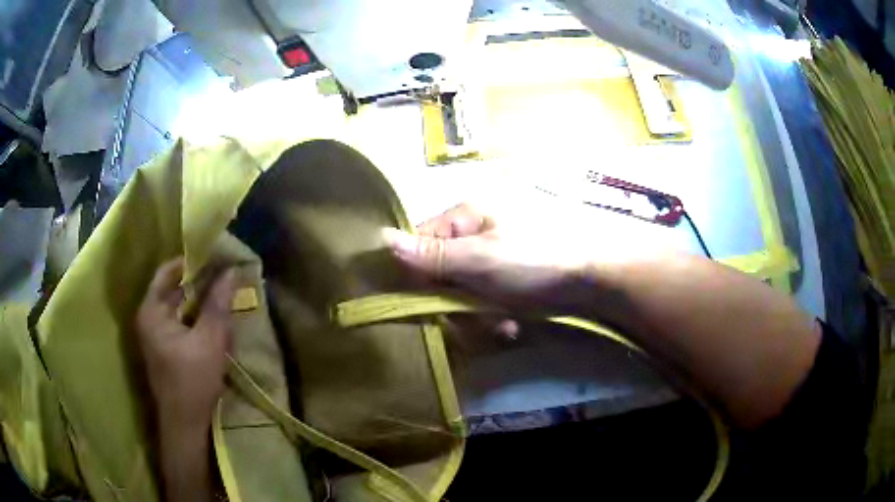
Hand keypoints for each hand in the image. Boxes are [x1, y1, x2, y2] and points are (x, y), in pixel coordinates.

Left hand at [136, 258, 234, 431]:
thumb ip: (218, 304)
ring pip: (178, 307)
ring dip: (199, 300)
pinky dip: (195, 317)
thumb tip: (231, 271)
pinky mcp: (164, 348)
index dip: (190, 262)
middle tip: (223, 275)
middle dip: (198, 282)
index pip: (167, 272)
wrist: (185, 425)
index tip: (215, 257)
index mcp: (151, 311)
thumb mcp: (209, 341)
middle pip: (172, 289)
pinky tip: (213, 320)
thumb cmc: (193, 381)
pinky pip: (180, 322)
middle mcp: (148, 318)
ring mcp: (154, 334)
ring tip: (222, 294)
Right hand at [382, 203, 591, 313]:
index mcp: (465, 214)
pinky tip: (511, 322)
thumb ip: (431, 254)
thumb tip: (381, 238)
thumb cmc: (536, 260)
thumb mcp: (480, 259)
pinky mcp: (510, 271)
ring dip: (478, 312)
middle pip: (442, 271)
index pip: (421, 243)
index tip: (433, 303)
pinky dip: (495, 311)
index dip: (421, 276)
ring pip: (463, 288)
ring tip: (502, 323)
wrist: (596, 277)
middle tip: (478, 318)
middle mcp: (476, 229)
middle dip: (457, 301)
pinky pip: (486, 294)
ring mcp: (494, 250)